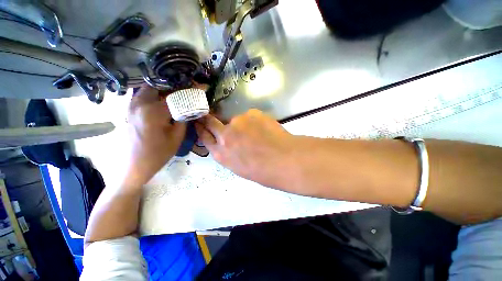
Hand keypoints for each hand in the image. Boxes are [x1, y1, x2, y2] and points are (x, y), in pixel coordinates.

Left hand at [126, 85, 185, 185]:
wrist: (135, 165)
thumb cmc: (158, 153)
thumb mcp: (177, 137)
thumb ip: (184, 119)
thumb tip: (190, 107)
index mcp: (153, 111)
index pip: (175, 95)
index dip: (189, 90)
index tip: (200, 86)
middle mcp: (139, 104)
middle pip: (158, 85)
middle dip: (174, 86)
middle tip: (186, 90)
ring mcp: (131, 106)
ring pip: (148, 89)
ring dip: (163, 89)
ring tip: (176, 95)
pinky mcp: (129, 110)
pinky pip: (142, 96)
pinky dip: (154, 94)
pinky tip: (163, 101)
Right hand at [195, 109, 296, 189]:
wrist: (285, 160)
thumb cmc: (264, 171)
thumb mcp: (239, 167)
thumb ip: (229, 152)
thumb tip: (229, 142)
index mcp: (221, 153)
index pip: (204, 137)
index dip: (202, 129)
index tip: (200, 122)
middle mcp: (225, 135)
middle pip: (211, 122)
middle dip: (209, 119)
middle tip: (212, 116)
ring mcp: (238, 122)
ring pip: (236, 120)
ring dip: (243, 125)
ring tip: (258, 133)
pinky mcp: (251, 113)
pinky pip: (250, 116)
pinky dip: (255, 121)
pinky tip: (265, 129)